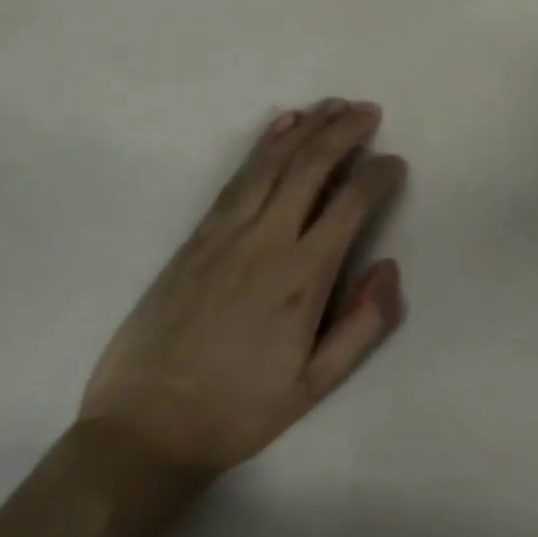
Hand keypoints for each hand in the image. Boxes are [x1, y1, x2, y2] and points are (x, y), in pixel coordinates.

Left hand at [79, 99, 405, 475]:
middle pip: (311, 166)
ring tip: (334, 105)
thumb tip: (390, 266)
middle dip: (345, 131)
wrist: (143, 431)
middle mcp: (267, 241)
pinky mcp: (196, 237)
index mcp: (302, 277)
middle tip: (369, 111)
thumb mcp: (315, 386)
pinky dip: (263, 144)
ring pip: (273, 162)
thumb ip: (363, 326)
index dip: (379, 175)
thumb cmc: (238, 410)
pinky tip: (281, 125)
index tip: (394, 164)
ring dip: (308, 127)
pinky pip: (237, 177)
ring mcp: (226, 234)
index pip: (351, 204)